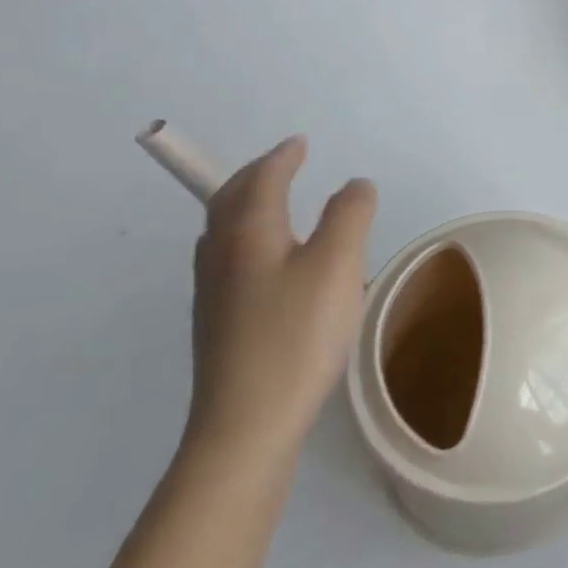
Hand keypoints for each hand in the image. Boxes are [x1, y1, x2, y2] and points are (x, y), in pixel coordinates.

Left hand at [186, 136, 377, 466]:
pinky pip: (228, 259)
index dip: (282, 157)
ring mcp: (214, 293)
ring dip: (246, 205)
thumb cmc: (296, 335)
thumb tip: (354, 184)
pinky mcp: (218, 324)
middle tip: (283, 164)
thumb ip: (349, 215)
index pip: (261, 179)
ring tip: (273, 204)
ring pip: (224, 231)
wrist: (246, 424)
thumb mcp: (337, 265)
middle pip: (229, 200)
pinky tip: (266, 264)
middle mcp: (222, 255)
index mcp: (249, 233)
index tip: (301, 143)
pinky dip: (247, 238)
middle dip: (256, 175)